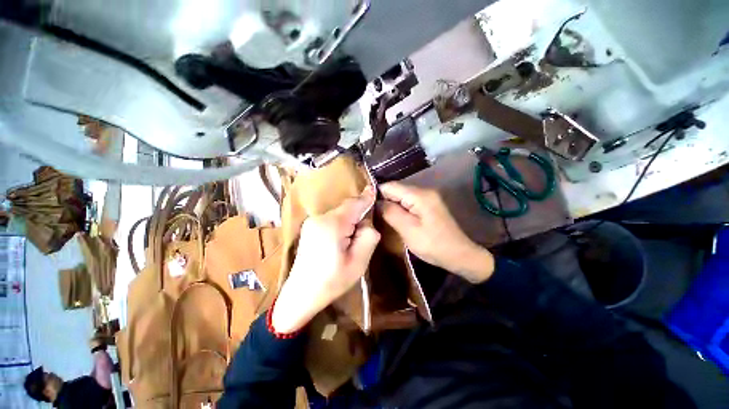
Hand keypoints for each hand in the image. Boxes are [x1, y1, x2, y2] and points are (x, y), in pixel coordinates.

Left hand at [271, 187, 380, 333]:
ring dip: (349, 221)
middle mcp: (320, 217)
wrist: (300, 295)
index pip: (354, 204)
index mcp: (332, 224)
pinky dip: (340, 224)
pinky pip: (331, 219)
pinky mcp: (308, 227)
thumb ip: (368, 236)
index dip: (366, 198)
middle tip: (363, 235)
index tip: (374, 190)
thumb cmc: (332, 281)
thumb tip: (367, 222)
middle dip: (358, 216)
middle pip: (346, 208)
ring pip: (339, 213)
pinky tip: (340, 241)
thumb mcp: (358, 262)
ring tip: (351, 242)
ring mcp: (311, 221)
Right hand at [378, 182, 494, 283]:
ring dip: (391, 205)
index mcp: (419, 195)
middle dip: (384, 200)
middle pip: (396, 190)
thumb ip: (391, 213)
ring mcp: (428, 197)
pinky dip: (400, 208)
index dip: (376, 194)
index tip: (365, 206)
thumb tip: (376, 202)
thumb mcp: (409, 230)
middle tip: (372, 214)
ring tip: (380, 216)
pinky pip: (409, 202)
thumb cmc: (434, 245)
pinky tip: (395, 218)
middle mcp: (424, 191)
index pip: (390, 186)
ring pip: (401, 196)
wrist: (460, 255)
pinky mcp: (429, 205)